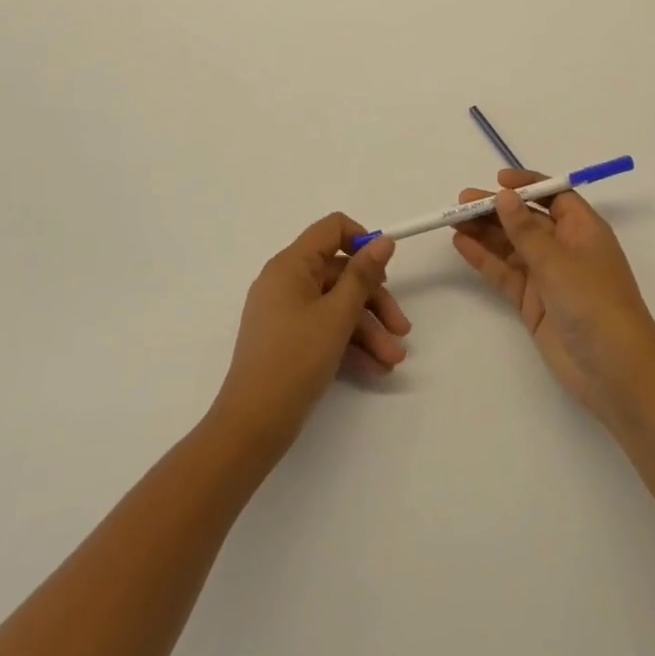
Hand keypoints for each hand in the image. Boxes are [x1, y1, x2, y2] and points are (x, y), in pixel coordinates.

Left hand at [211, 213, 410, 458]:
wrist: (252, 426)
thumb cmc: (295, 360)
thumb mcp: (337, 315)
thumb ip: (363, 275)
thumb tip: (384, 240)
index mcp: (291, 265)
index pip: (331, 229)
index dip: (362, 242)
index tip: (385, 269)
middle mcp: (286, 281)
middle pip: (341, 274)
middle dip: (375, 301)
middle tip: (402, 329)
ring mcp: (286, 312)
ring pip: (337, 306)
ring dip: (368, 330)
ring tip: (394, 360)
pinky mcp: (288, 340)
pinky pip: (325, 328)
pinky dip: (349, 344)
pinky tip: (376, 368)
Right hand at [452, 170, 654, 419]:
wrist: (614, 371)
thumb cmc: (594, 302)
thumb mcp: (557, 261)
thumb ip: (525, 230)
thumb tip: (504, 196)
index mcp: (582, 229)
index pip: (554, 195)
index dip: (527, 185)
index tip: (498, 181)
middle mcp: (565, 248)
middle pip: (527, 219)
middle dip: (496, 209)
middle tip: (461, 201)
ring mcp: (548, 277)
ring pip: (512, 246)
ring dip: (485, 232)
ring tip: (453, 219)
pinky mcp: (534, 303)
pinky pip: (505, 274)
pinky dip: (485, 259)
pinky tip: (462, 245)